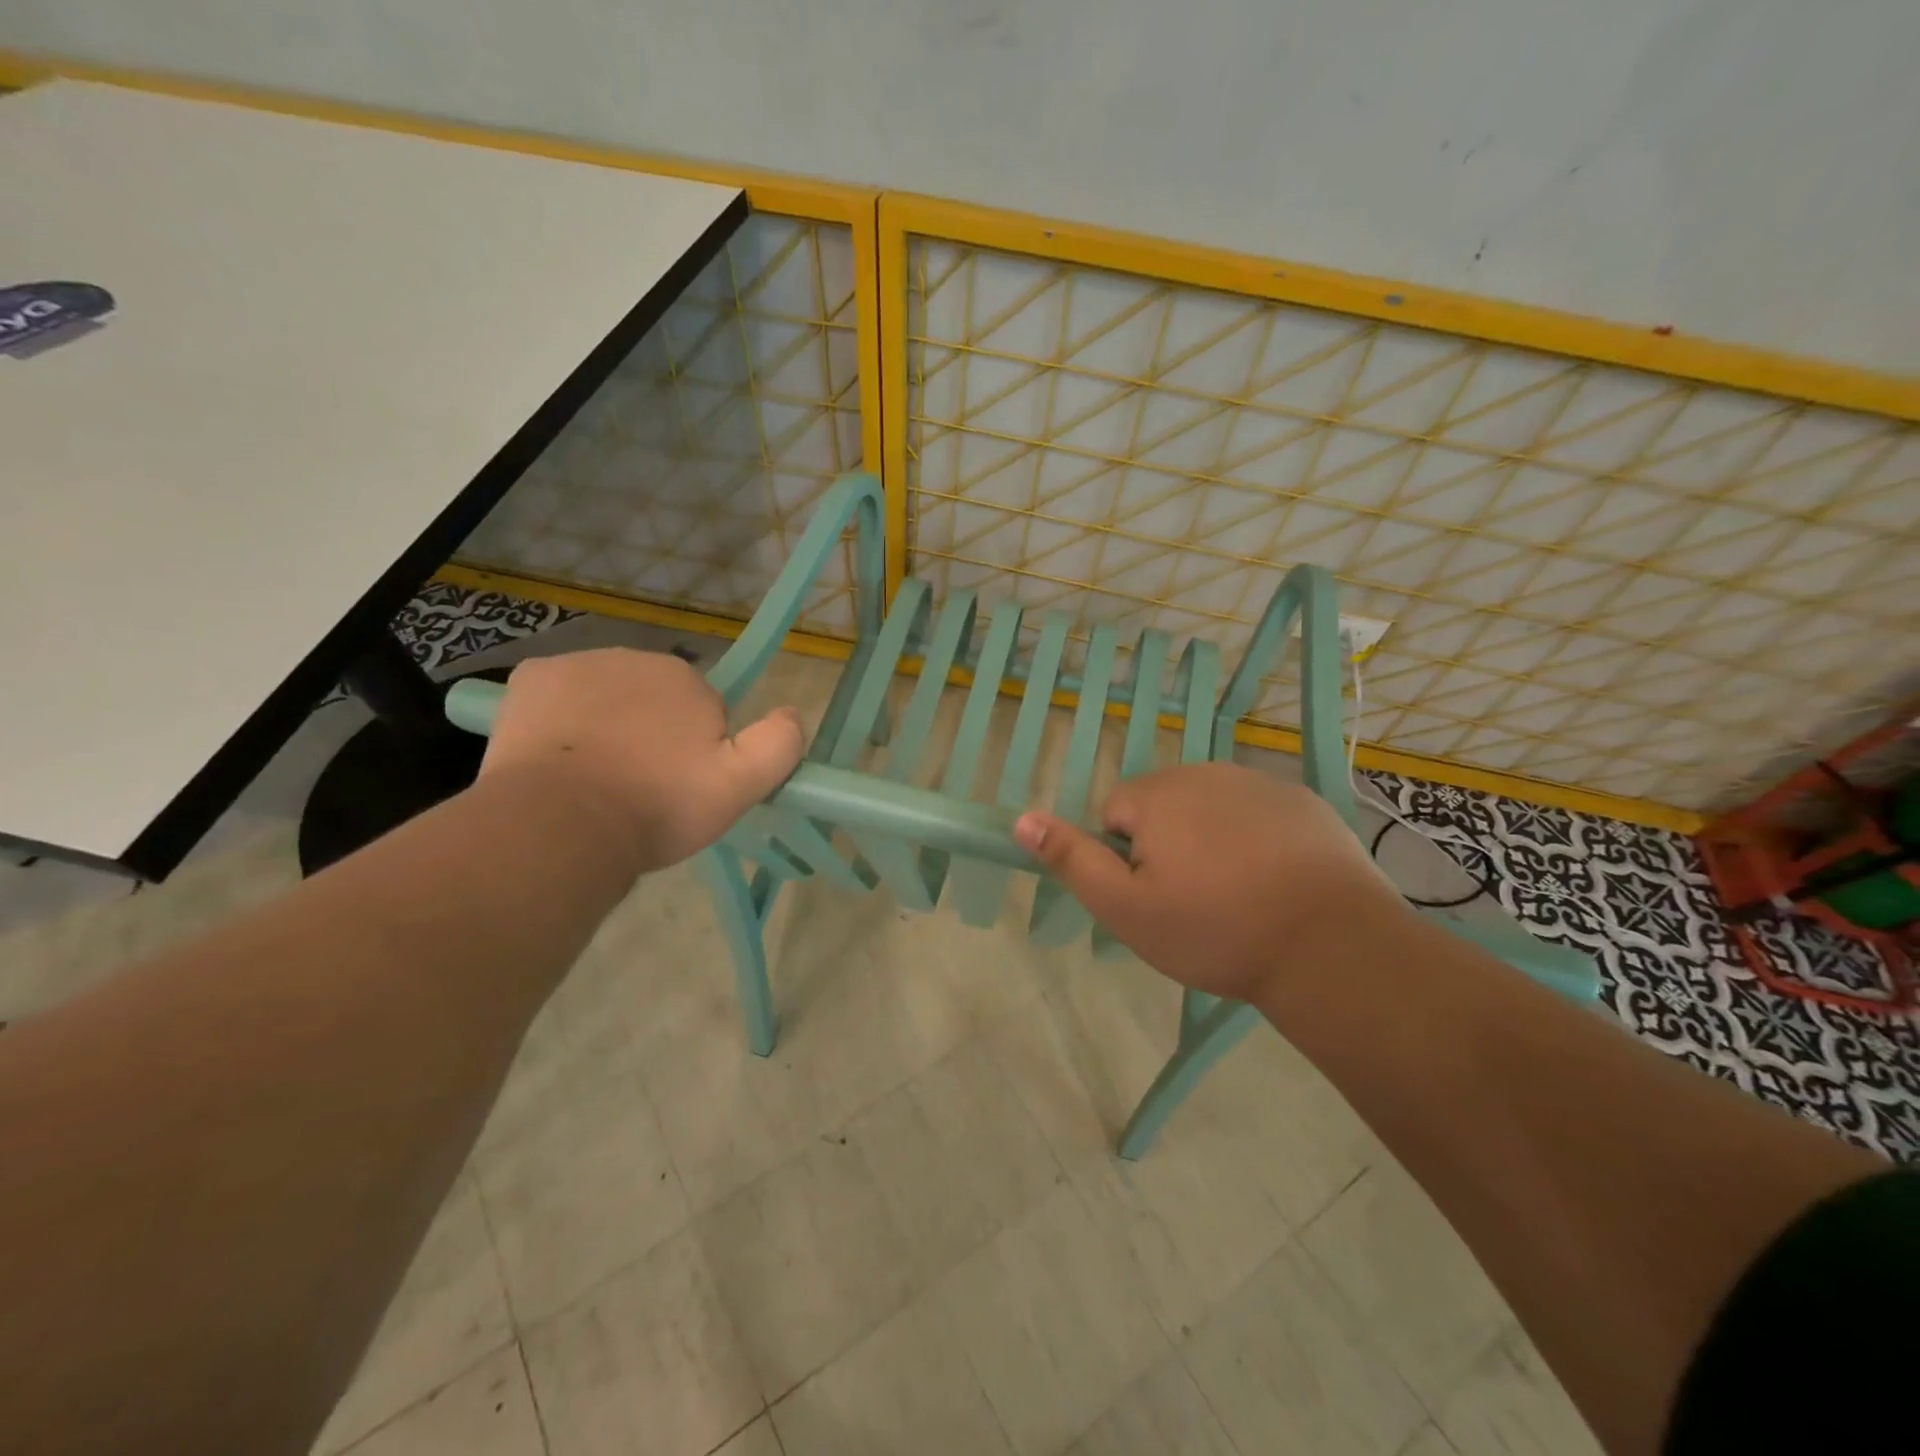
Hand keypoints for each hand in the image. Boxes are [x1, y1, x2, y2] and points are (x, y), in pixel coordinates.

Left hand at [477, 649, 804, 872]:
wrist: (561, 824)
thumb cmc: (657, 805)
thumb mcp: (740, 786)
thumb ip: (778, 745)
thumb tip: (792, 713)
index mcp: (685, 676)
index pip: (702, 707)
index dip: (697, 748)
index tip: (681, 785)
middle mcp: (633, 657)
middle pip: (653, 698)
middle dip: (652, 732)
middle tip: (642, 787)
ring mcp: (576, 665)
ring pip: (606, 696)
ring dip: (608, 725)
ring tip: (597, 780)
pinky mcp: (529, 680)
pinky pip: (558, 694)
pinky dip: (561, 717)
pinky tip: (558, 757)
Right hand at [1013, 762, 1408, 1005]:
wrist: (1329, 945)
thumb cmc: (1214, 929)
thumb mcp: (1125, 909)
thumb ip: (1072, 860)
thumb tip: (1022, 819)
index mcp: (1157, 795)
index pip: (1115, 814)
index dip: (1127, 860)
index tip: (1157, 899)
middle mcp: (1204, 773)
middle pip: (1163, 807)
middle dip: (1168, 846)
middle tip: (1195, 903)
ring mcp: (1258, 782)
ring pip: (1211, 809)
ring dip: (1213, 841)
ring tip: (1239, 896)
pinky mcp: (1301, 800)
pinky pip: (1258, 814)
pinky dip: (1257, 839)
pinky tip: (1277, 882)